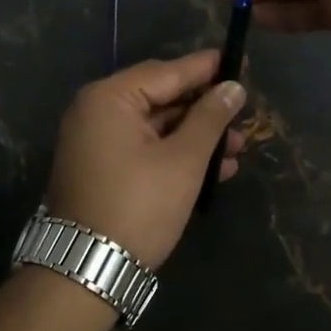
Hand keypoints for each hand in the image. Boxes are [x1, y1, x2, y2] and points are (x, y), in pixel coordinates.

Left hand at [42, 51, 248, 269]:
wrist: (88, 268)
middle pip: (161, 98)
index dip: (205, 68)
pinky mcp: (102, 169)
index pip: (166, 72)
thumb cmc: (138, 205)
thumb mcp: (183, 160)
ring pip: (156, 128)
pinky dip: (175, 156)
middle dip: (204, 111)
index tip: (239, 61)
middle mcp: (96, 112)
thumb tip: (233, 87)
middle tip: (243, 116)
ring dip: (195, 138)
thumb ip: (210, 118)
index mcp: (109, 99)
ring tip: (236, 149)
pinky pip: (144, 149)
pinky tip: (213, 170)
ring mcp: (96, 143)